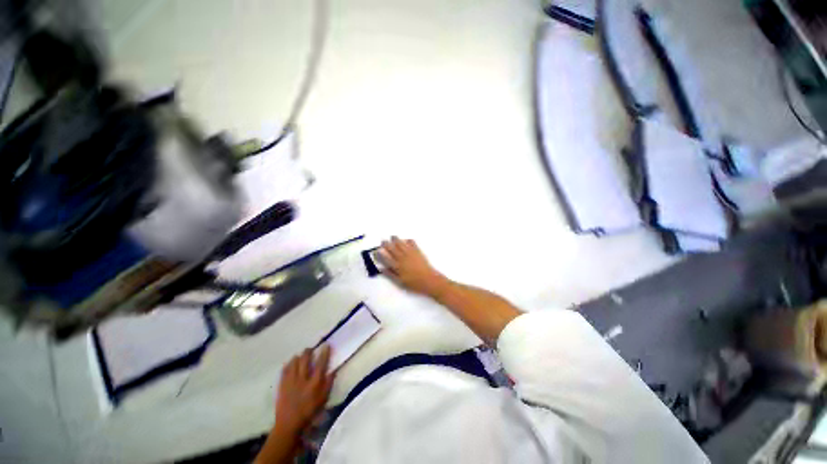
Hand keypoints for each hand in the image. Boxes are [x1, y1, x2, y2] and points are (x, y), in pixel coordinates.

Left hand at [273, 345, 334, 439]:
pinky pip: (284, 370)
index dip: (324, 353)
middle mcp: (302, 379)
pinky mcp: (282, 385)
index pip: (321, 363)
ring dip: (298, 357)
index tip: (326, 345)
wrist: (289, 425)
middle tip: (310, 348)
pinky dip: (288, 365)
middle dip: (308, 351)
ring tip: (300, 355)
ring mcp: (291, 381)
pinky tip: (290, 363)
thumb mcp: (323, 399)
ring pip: (294, 363)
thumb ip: (329, 383)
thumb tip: (333, 370)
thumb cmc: (309, 412)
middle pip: (305, 360)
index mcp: (314, 383)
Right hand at [378, 237, 446, 296]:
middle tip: (383, 241)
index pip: (386, 258)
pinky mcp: (418, 252)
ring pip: (401, 244)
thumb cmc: (414, 284)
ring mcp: (410, 254)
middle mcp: (402, 258)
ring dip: (396, 240)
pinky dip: (409, 241)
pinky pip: (412, 244)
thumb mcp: (400, 282)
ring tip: (393, 236)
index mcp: (397, 266)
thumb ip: (390, 275)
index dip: (380, 254)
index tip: (376, 251)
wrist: (429, 280)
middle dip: (387, 244)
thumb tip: (381, 268)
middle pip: (392, 249)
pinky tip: (407, 240)